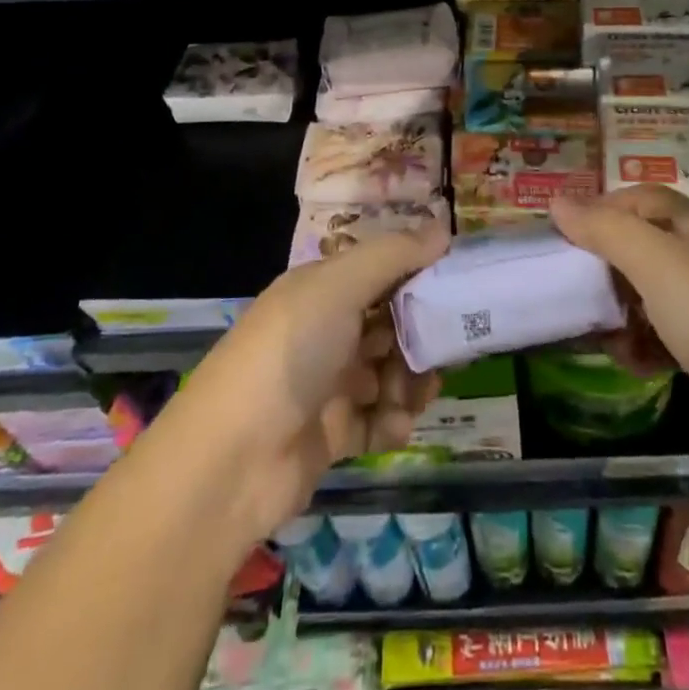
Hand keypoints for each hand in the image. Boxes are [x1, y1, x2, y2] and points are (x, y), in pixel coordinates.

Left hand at [147, 220, 449, 547]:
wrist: (230, 462)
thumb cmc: (288, 354)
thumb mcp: (337, 288)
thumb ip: (392, 255)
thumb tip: (442, 228)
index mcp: (323, 289)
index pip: (381, 270)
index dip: (418, 274)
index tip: (458, 283)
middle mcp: (327, 330)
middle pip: (391, 323)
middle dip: (422, 335)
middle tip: (447, 347)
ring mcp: (330, 383)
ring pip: (391, 371)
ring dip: (411, 382)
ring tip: (414, 395)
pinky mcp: (334, 433)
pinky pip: (379, 419)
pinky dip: (393, 421)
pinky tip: (394, 426)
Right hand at [552, 186, 688, 447]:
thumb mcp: (656, 265)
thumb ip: (605, 230)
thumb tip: (557, 200)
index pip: (640, 198)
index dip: (601, 209)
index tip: (563, 236)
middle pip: (645, 245)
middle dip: (606, 266)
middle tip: (574, 291)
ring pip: (655, 294)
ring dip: (623, 310)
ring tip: (601, 336)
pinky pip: (672, 333)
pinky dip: (648, 343)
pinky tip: (636, 364)